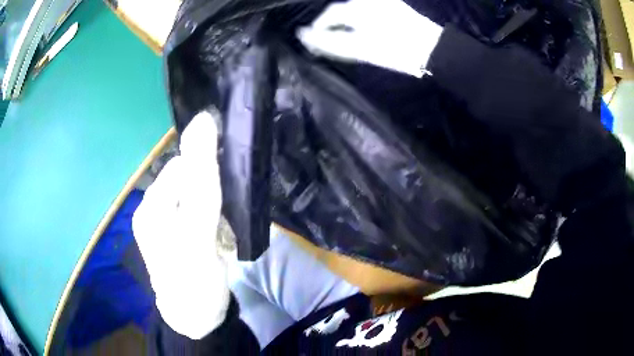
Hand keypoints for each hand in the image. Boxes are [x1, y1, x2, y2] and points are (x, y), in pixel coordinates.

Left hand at [133, 110, 227, 338]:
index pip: (183, 167)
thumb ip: (199, 179)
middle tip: (222, 224)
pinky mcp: (184, 234)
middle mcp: (157, 209)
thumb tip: (202, 121)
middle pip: (190, 180)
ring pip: (200, 196)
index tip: (225, 193)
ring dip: (218, 210)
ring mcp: (170, 223)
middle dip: (213, 196)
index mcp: (152, 204)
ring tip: (222, 236)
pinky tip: (221, 239)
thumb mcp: (195, 230)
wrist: (199, 319)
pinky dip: (218, 222)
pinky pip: (203, 213)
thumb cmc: (193, 279)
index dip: (208, 173)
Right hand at [297, 0, 442, 77]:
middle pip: (341, 9)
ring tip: (345, 36)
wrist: (433, 50)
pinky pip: (367, 9)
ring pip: (354, 9)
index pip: (329, 15)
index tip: (313, 42)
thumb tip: (303, 35)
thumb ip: (329, 41)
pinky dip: (360, 19)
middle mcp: (367, 0)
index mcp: (357, 7)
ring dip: (346, 22)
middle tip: (329, 41)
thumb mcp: (360, 48)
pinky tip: (363, 29)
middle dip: (332, 24)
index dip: (318, 28)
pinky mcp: (394, 6)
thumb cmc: (396, 50)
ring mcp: (382, 2)